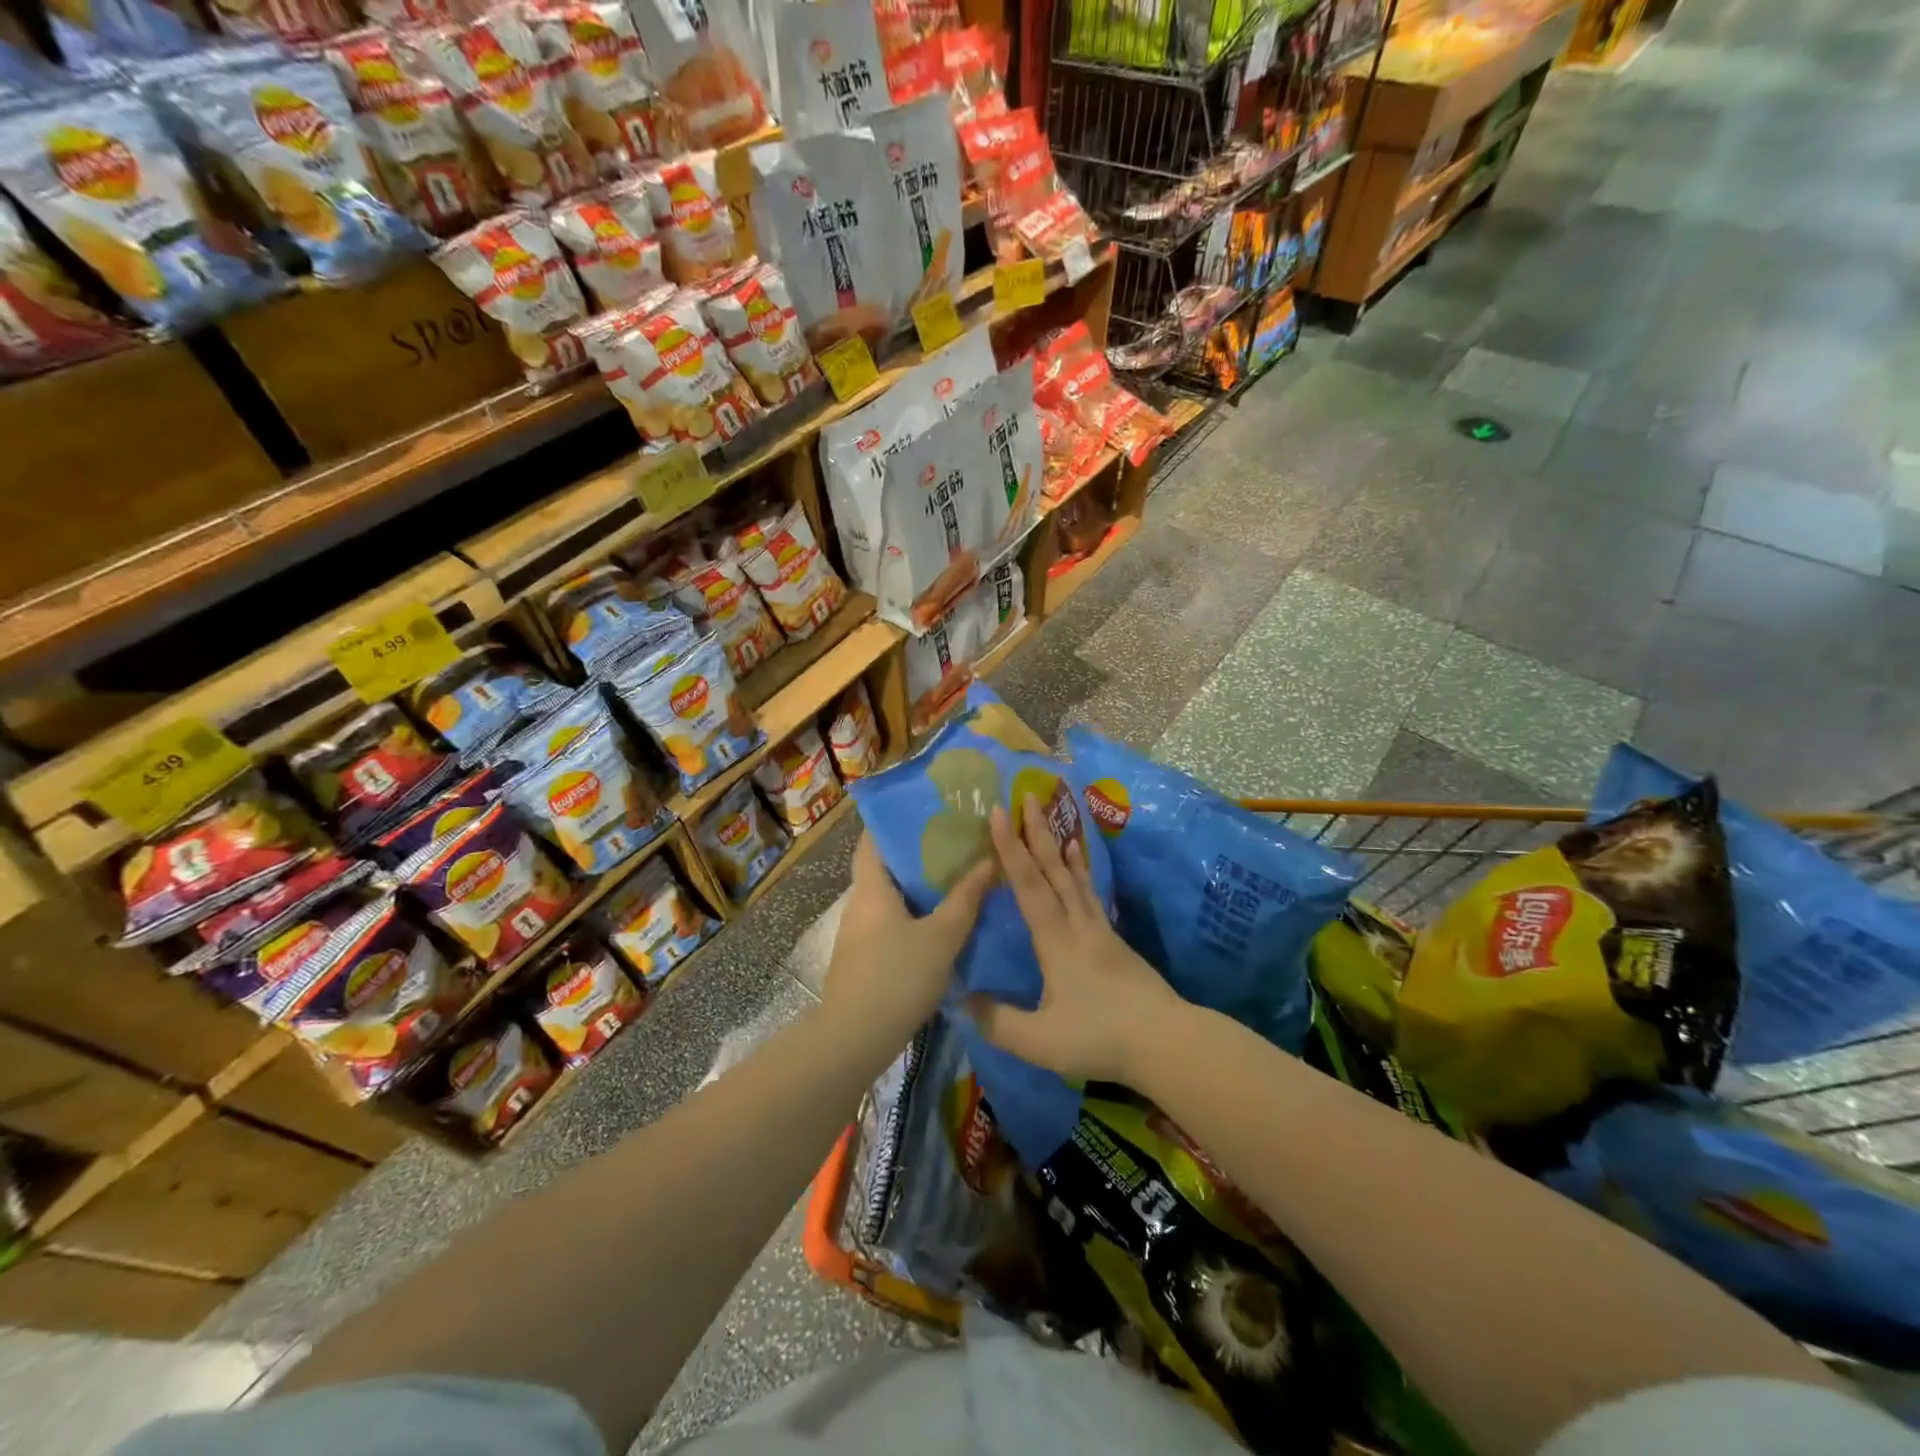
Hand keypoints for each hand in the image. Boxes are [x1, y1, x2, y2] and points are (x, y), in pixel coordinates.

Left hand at [823, 832, 993, 1039]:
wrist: (854, 1039)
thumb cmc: (897, 977)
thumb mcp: (941, 937)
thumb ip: (965, 900)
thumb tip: (989, 861)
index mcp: (872, 888)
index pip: (874, 839)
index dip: (896, 822)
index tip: (928, 811)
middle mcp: (860, 904)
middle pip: (886, 867)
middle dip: (918, 855)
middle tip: (956, 844)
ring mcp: (858, 934)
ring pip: (890, 898)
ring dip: (918, 888)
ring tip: (956, 880)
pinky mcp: (863, 959)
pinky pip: (890, 924)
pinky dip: (913, 916)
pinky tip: (940, 924)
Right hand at [967, 800, 1180, 1084]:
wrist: (1165, 1041)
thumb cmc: (1099, 1037)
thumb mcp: (1039, 1041)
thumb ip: (997, 1021)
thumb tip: (961, 1000)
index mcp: (1055, 941)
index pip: (1028, 885)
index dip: (1009, 848)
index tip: (997, 813)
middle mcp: (1078, 925)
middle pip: (1054, 871)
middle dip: (1036, 833)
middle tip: (1027, 797)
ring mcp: (1101, 932)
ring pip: (1076, 880)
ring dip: (1061, 849)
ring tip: (1056, 822)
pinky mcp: (1117, 943)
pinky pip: (1092, 897)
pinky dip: (1083, 876)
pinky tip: (1083, 875)